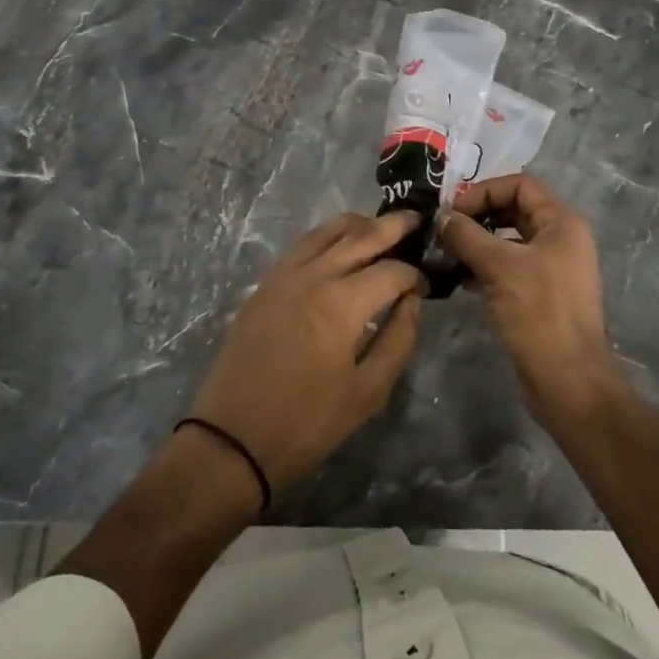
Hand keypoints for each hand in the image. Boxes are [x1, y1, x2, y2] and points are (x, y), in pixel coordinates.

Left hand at [188, 210, 424, 497]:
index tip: (426, 288)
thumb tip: (411, 302)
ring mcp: (284, 275)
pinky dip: (327, 236)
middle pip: (361, 236)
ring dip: (358, 224)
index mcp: (343, 303)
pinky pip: (302, 245)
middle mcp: (314, 275)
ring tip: (379, 226)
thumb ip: (398, 340)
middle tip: (416, 219)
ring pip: (327, 231)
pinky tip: (338, 246)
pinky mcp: (265, 284)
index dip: (415, 276)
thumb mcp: (368, 392)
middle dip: (393, 226)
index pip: (392, 271)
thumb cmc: (307, 422)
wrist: (233, 439)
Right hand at [438, 174, 622, 426]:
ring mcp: (551, 268)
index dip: (484, 191)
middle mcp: (560, 239)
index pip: (520, 185)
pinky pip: (508, 267)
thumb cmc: (539, 313)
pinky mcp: (540, 294)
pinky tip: (459, 279)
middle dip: (477, 216)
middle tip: (444, 230)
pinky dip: (484, 267)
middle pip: (513, 210)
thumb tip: (441, 217)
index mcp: (561, 223)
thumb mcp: (499, 267)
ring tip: (445, 254)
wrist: (568, 381)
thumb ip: (467, 236)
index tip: (452, 211)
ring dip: (477, 243)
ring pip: (508, 241)